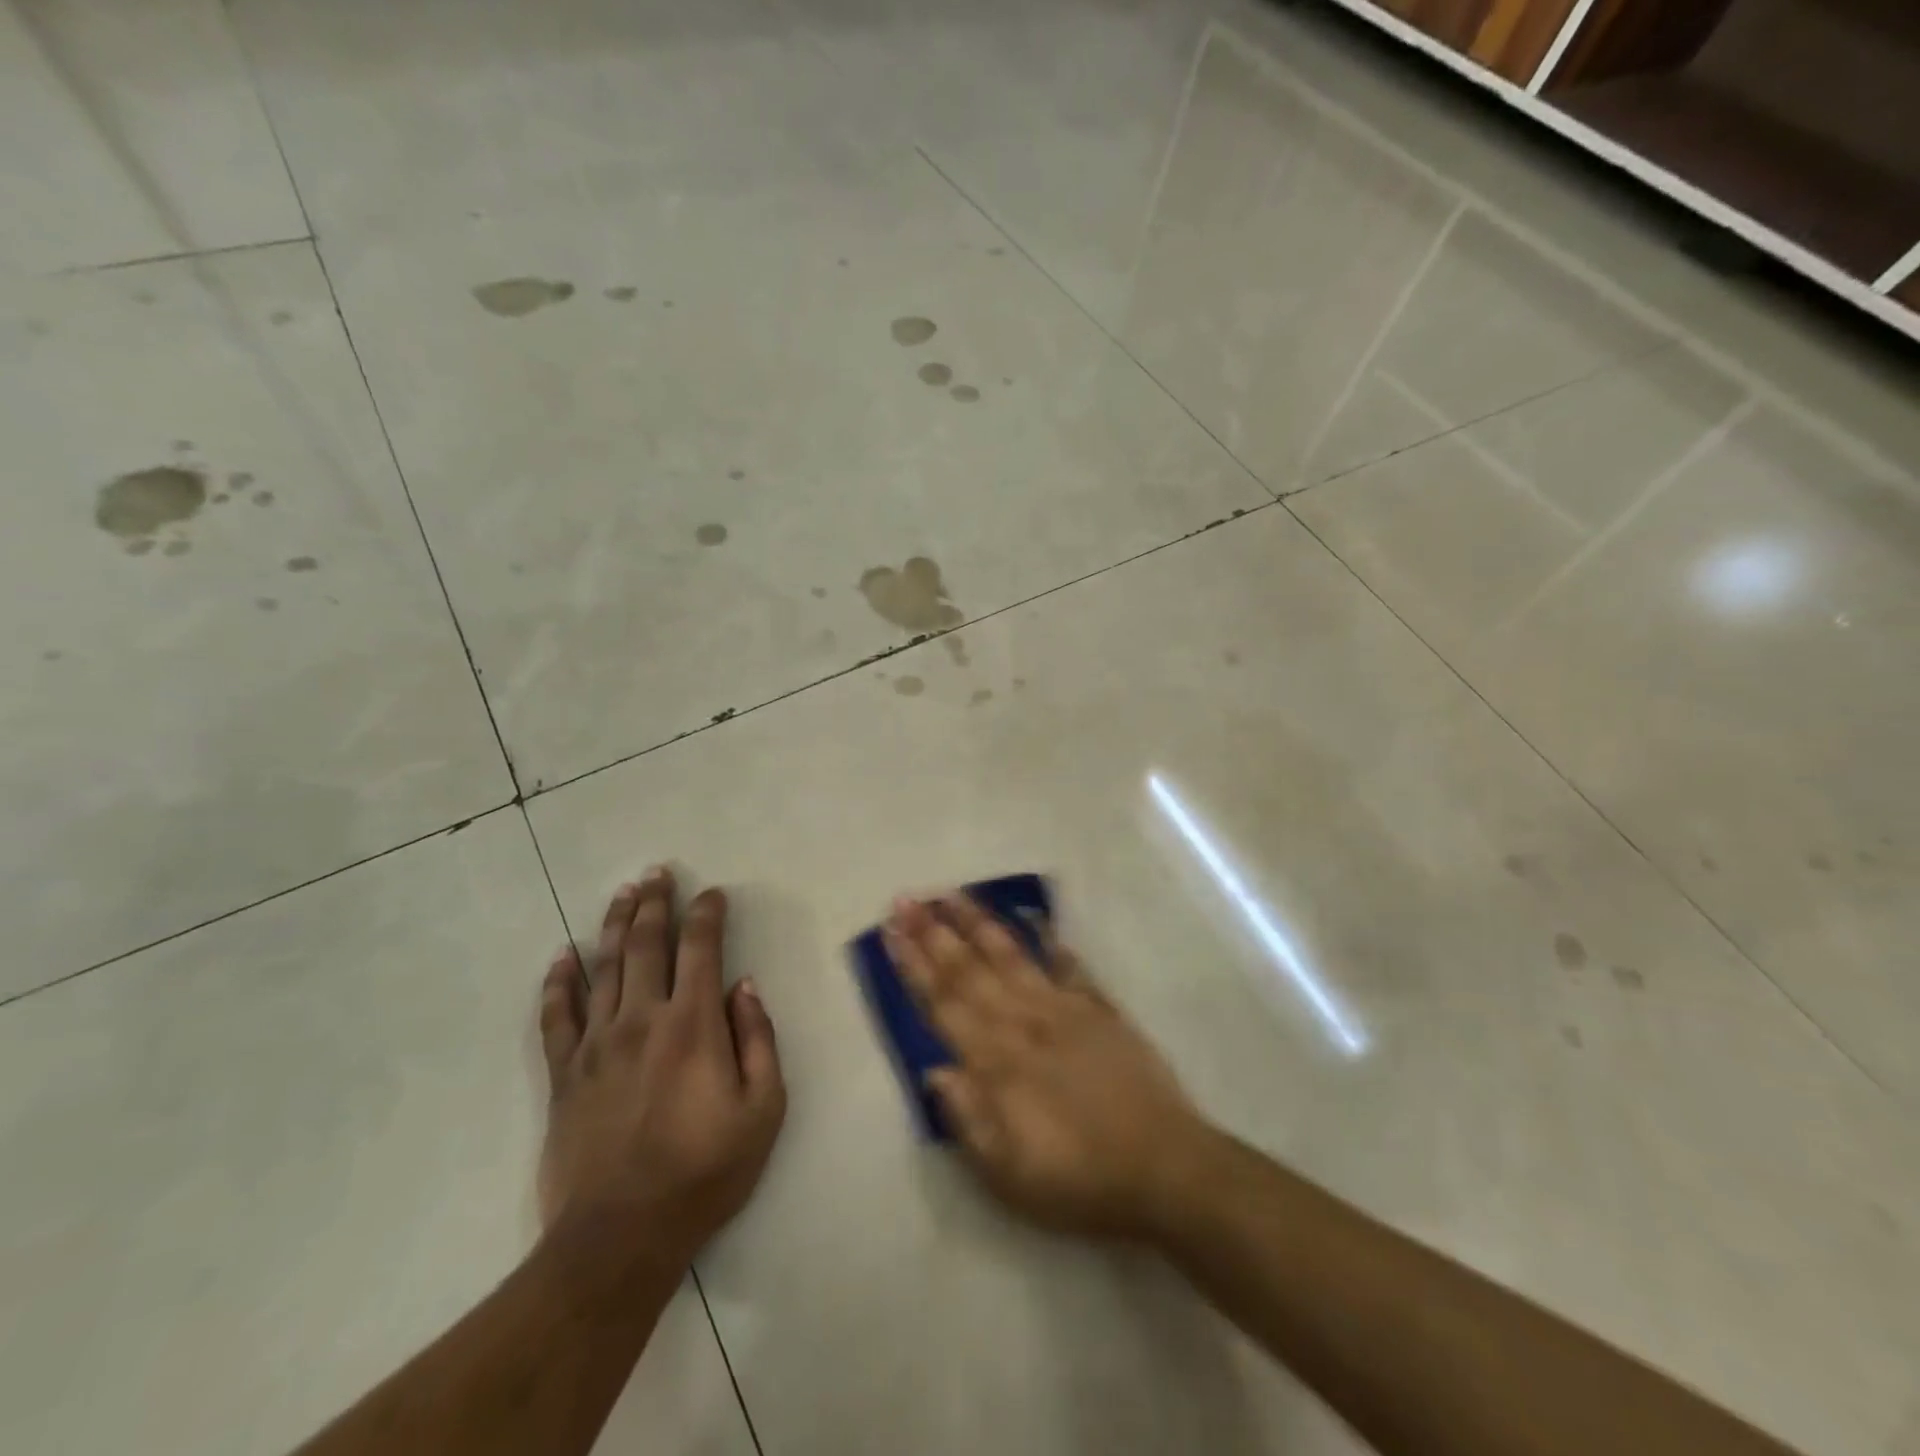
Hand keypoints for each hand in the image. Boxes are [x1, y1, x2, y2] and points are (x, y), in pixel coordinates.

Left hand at [538, 869, 785, 1264]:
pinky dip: (559, 983)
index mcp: (693, 1024)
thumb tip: (745, 987)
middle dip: (655, 903)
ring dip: (614, 925)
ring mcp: (597, 1044)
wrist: (621, 1236)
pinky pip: (557, 1017)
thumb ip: (758, 1039)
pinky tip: (562, 957)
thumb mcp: (763, 1109)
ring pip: (604, 968)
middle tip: (658, 872)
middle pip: (646, 944)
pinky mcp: (565, 1074)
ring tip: (622, 893)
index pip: (701, 949)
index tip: (713, 893)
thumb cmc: (705, 1171)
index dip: (707, 914)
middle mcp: (643, 1019)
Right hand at [886, 894, 1206, 1239]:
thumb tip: (933, 1069)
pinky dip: (1051, 941)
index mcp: (996, 1061)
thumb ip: (967, 1117)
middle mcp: (1023, 1022)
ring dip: (979, 923)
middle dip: (933, 932)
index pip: (943, 1002)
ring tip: (953, 895)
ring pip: (1011, 955)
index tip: (891, 932)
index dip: (913, 966)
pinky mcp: (1100, 1008)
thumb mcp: (1008, 1172)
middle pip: (969, 969)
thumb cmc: (1077, 1178)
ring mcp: (1063, 1008)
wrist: (1163, 1167)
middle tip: (907, 899)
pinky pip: (1069, 965)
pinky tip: (1036, 920)